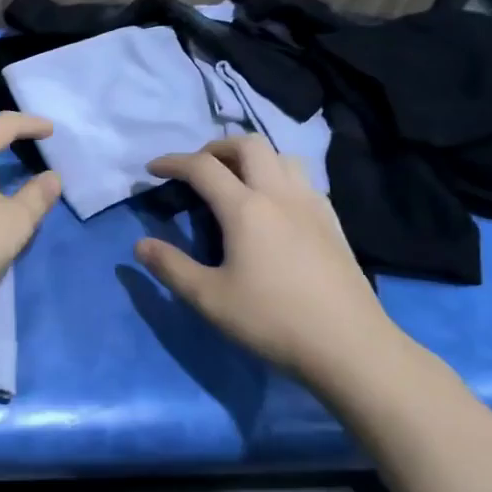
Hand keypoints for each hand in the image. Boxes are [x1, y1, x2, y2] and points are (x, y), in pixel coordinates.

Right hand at [134, 135, 405, 386]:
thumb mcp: (209, 299)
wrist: (350, 346)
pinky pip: (302, 179)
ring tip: (236, 181)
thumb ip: (171, 267)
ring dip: (252, 158)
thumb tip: (141, 245)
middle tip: (198, 170)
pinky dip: (278, 176)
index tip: (152, 169)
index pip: (202, 167)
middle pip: (247, 145)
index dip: (173, 162)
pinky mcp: (332, 221)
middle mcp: (279, 194)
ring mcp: (311, 204)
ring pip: (281, 156)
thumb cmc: (273, 320)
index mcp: (245, 208)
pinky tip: (274, 206)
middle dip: (216, 148)